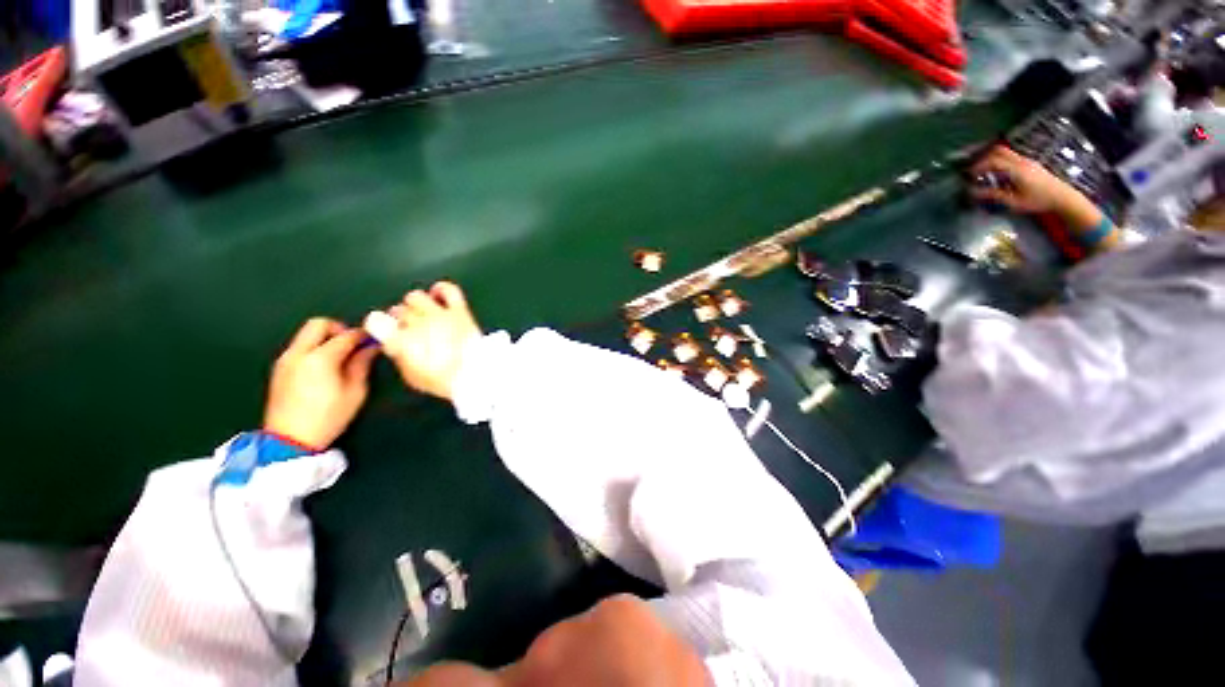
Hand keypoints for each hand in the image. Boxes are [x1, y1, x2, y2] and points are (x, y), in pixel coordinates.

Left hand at [263, 318, 378, 448]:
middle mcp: (298, 353)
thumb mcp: (355, 392)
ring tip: (341, 357)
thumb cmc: (328, 417)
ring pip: (306, 334)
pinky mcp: (279, 368)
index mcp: (320, 358)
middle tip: (352, 345)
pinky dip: (314, 348)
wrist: (289, 441)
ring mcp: (285, 360)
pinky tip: (325, 367)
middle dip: (339, 329)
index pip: (346, 335)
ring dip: (325, 338)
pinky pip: (300, 347)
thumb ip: (361, 364)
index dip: (363, 335)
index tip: (374, 340)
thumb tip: (370, 348)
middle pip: (318, 324)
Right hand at [367, 282, 481, 401]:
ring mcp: (439, 314)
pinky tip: (438, 295)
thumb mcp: (412, 375)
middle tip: (411, 329)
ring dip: (416, 305)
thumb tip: (397, 345)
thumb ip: (400, 356)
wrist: (474, 374)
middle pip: (399, 310)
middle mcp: (417, 323)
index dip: (378, 326)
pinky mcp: (459, 311)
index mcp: (401, 341)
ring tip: (423, 314)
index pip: (375, 321)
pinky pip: (448, 290)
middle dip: (401, 319)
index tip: (387, 333)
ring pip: (416, 296)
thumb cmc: (442, 380)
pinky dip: (441, 289)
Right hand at [970, 146, 1106, 234]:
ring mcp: (1027, 161)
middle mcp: (1022, 161)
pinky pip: (1011, 157)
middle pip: (999, 151)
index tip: (968, 175)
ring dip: (991, 159)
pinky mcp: (1030, 164)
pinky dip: (1000, 162)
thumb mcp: (1013, 201)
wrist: (1062, 197)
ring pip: (1005, 152)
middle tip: (973, 169)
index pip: (992, 161)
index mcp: (1016, 169)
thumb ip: (993, 195)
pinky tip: (997, 173)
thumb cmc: (1038, 201)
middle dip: (983, 158)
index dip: (978, 166)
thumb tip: (973, 192)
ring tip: (983, 171)